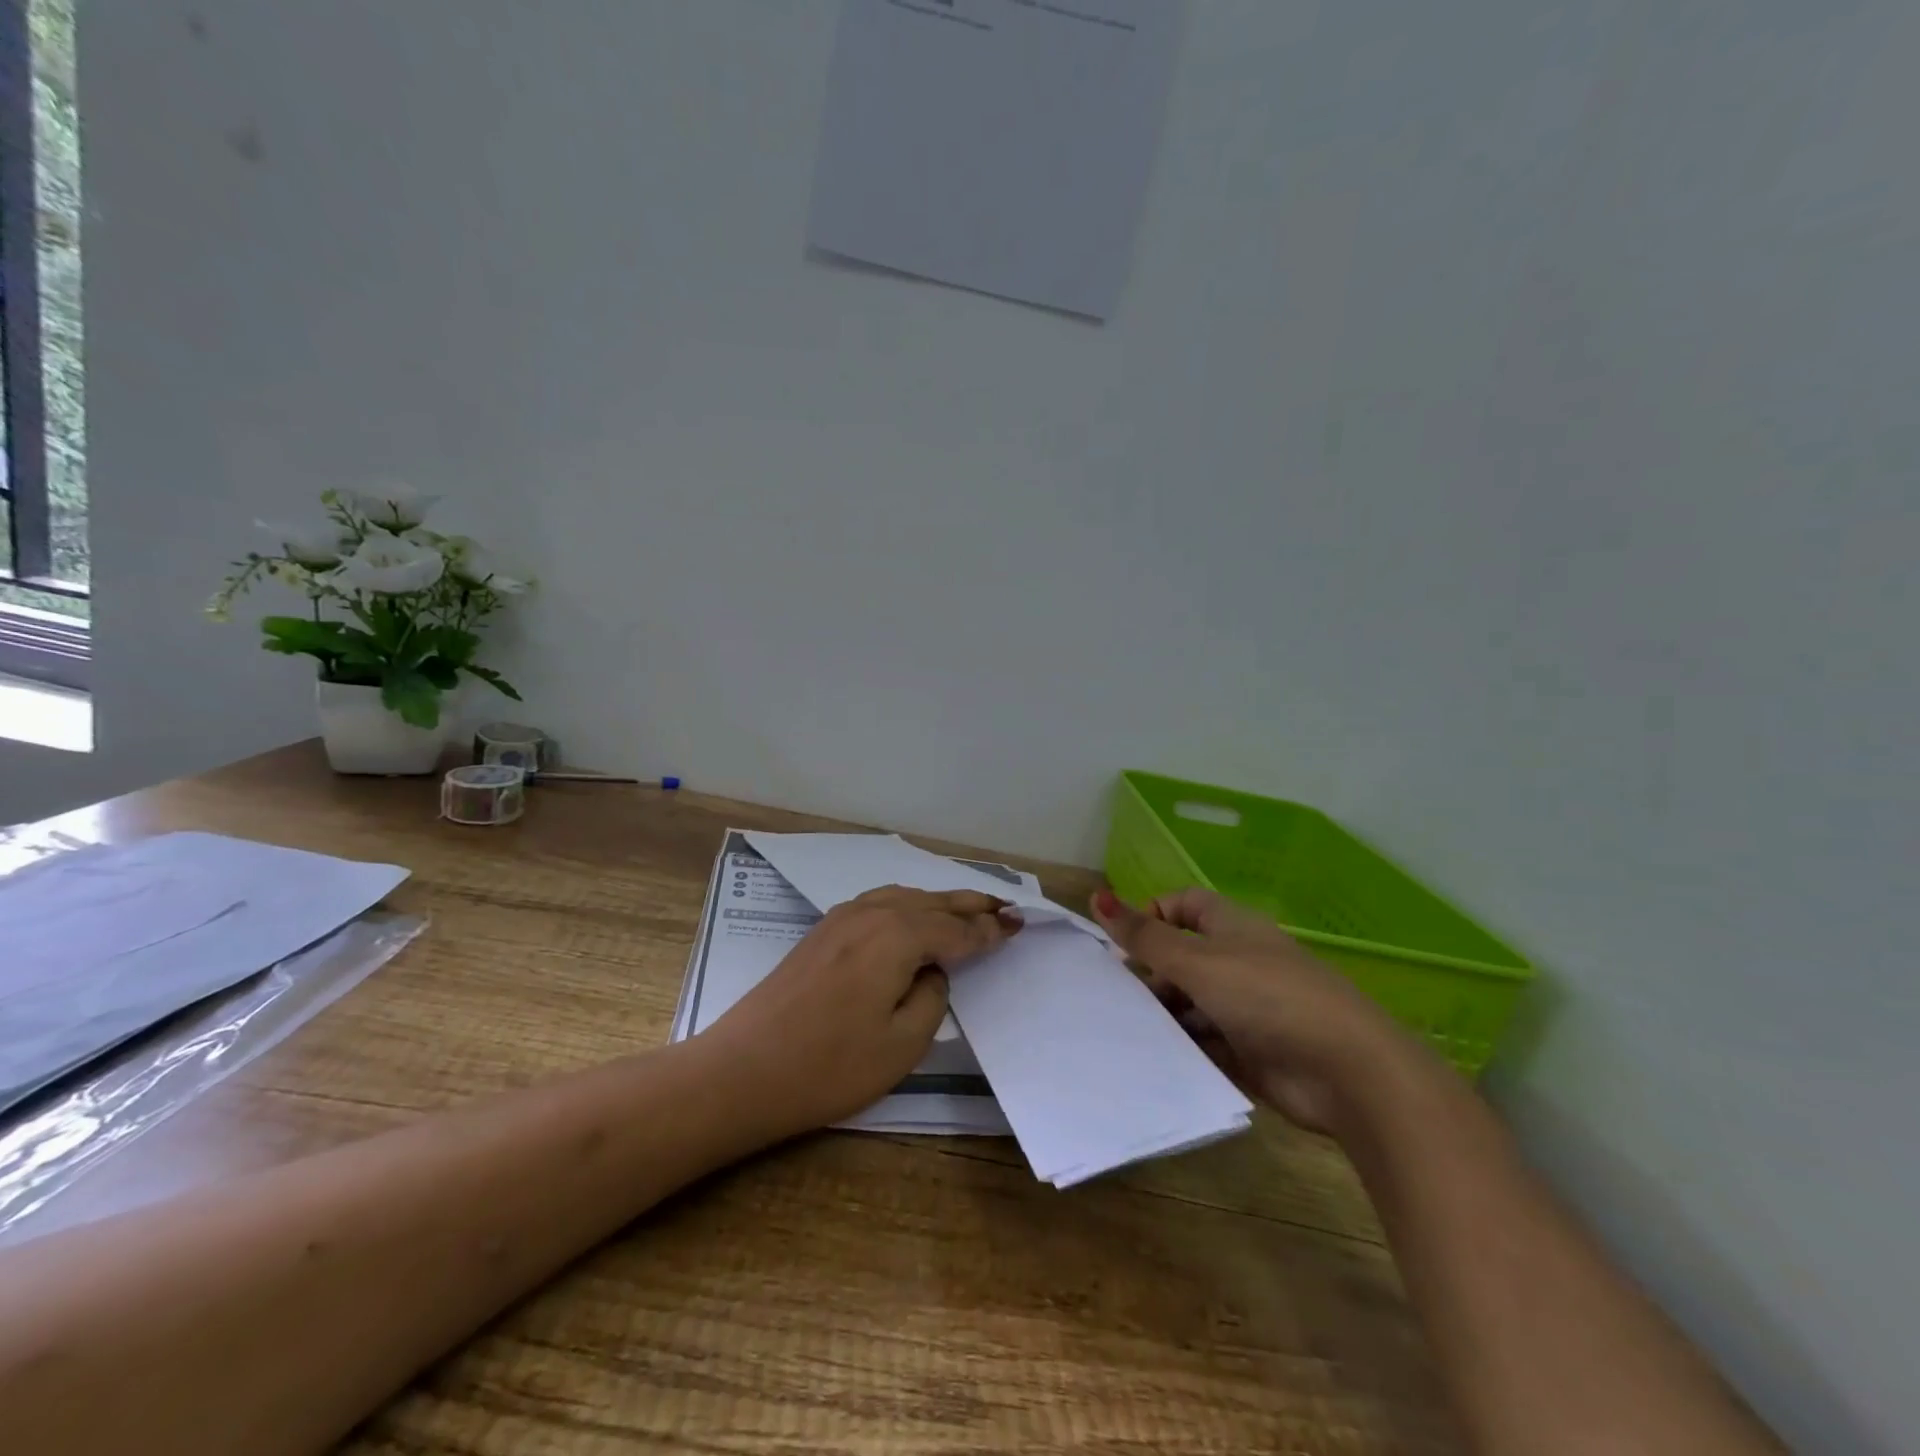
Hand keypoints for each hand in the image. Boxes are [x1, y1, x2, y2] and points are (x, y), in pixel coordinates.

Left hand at [701, 886, 1021, 1138]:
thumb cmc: (829, 1066)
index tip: (1018, 927)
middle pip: (933, 903)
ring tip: (969, 907)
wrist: (742, 1071)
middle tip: (1006, 906)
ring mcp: (842, 918)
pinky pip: (880, 903)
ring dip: (940, 901)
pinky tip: (913, 915)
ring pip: (904, 897)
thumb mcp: (902, 1044)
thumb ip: (932, 998)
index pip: (956, 931)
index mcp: (897, 935)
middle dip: (971, 905)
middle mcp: (872, 913)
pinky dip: (908, 904)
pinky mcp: (822, 932)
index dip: (988, 933)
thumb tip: (932, 972)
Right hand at [1090, 886, 1417, 1131]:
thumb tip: (1097, 895)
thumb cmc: (1266, 997)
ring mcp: (1246, 1009)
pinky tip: (1154, 1059)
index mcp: (1230, 927)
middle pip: (1182, 958)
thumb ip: (1145, 935)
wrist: (1346, 1071)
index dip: (1152, 916)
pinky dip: (1183, 1048)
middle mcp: (1238, 962)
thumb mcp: (1197, 961)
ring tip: (1129, 1031)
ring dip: (1164, 1015)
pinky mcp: (1251, 1052)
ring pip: (1191, 1003)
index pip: (1183, 905)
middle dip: (1150, 974)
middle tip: (1117, 996)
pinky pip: (1205, 1043)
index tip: (1125, 945)